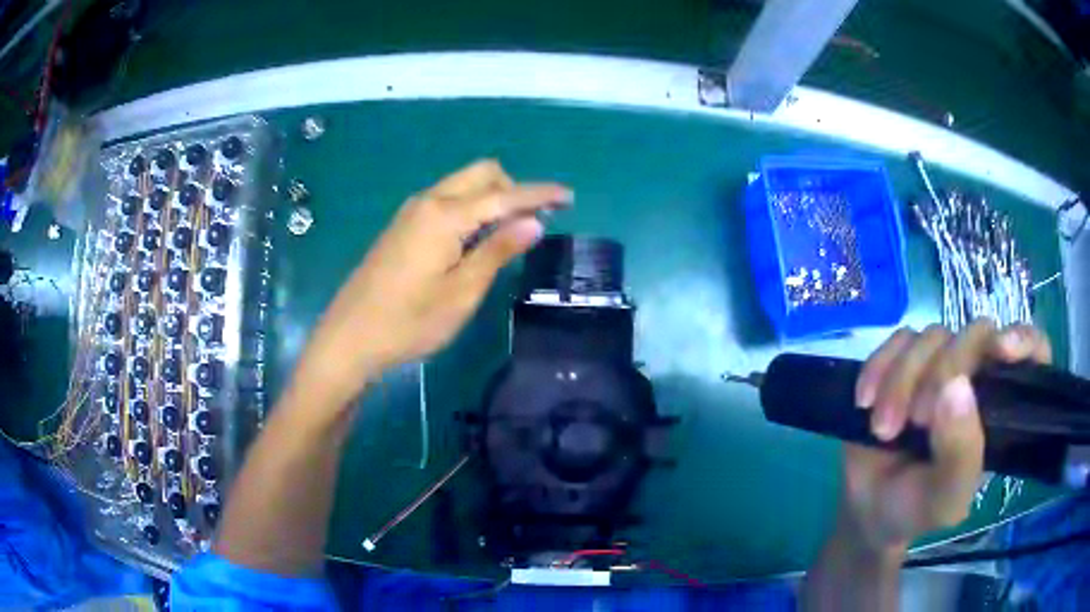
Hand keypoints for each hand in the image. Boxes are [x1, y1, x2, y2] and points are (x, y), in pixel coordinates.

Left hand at [295, 159, 571, 404]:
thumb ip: (498, 251)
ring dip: (492, 197)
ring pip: (463, 185)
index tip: (569, 197)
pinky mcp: (404, 226)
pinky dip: (471, 208)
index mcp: (445, 216)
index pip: (504, 195)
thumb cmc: (409, 322)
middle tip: (536, 220)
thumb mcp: (461, 293)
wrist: (350, 337)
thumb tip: (534, 221)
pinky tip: (476, 238)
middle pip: (482, 174)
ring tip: (512, 232)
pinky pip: (447, 201)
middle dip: (514, 188)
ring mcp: (412, 212)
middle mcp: (429, 202)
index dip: (539, 194)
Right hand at [838, 320, 1051, 557]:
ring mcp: (940, 364)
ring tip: (883, 428)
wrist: (867, 509)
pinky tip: (865, 401)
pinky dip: (878, 367)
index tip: (1002, 351)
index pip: (1033, 352)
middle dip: (942, 373)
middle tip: (916, 422)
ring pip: (932, 335)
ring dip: (902, 380)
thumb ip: (960, 456)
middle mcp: (977, 377)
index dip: (1024, 339)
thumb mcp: (944, 500)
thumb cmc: (915, 509)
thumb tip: (957, 386)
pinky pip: (897, 339)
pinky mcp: (904, 360)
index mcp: (1000, 408)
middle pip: (975, 334)